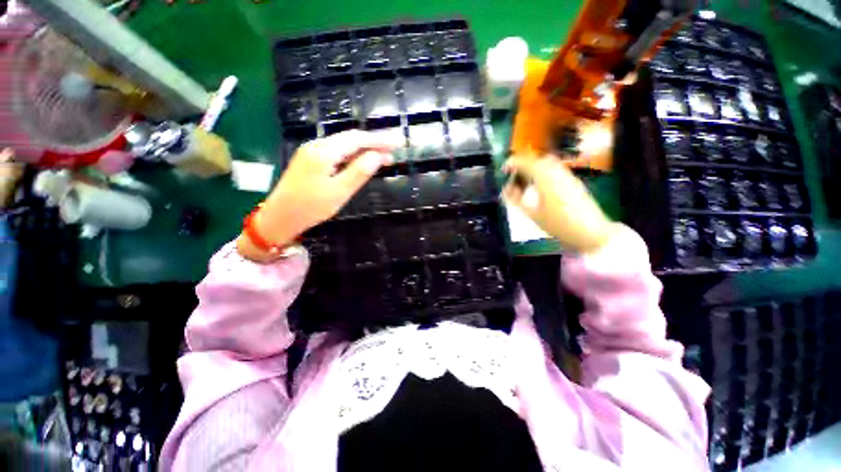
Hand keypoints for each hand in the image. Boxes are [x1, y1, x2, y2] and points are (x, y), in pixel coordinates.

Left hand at [237, 130, 398, 261]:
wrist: (280, 217)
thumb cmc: (311, 207)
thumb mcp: (340, 191)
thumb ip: (359, 171)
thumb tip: (378, 155)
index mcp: (324, 152)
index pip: (357, 139)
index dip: (380, 139)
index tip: (399, 142)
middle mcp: (317, 145)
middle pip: (351, 138)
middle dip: (374, 142)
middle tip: (395, 149)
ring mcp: (313, 152)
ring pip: (344, 145)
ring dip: (365, 149)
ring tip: (385, 157)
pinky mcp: (312, 160)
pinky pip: (337, 152)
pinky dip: (353, 155)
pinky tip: (363, 161)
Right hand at [502, 155, 621, 253]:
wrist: (590, 231)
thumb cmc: (558, 224)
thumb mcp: (532, 214)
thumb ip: (516, 200)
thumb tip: (506, 190)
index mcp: (545, 177)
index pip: (525, 162)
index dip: (512, 164)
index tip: (503, 170)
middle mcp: (556, 171)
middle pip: (536, 160)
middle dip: (522, 166)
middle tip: (513, 179)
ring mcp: (567, 175)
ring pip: (546, 164)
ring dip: (532, 170)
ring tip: (524, 185)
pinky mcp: (573, 181)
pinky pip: (554, 170)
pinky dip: (542, 174)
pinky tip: (538, 188)